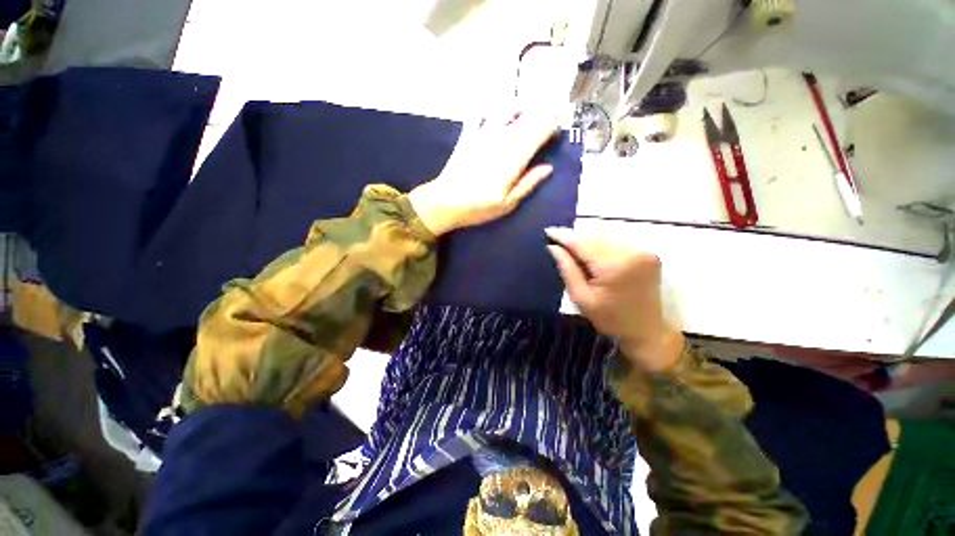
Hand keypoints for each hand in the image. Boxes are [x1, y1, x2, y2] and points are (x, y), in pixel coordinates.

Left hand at [407, 112, 558, 235]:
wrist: (445, 202)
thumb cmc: (479, 207)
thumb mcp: (508, 203)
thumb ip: (528, 183)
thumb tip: (548, 167)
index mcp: (514, 158)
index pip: (540, 131)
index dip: (552, 127)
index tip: (556, 131)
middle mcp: (502, 140)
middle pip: (527, 118)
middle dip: (541, 115)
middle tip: (547, 118)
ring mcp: (483, 135)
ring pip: (506, 111)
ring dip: (519, 109)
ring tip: (525, 112)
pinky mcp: (468, 136)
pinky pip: (480, 115)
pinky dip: (489, 112)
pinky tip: (492, 114)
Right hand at [545, 227, 683, 371]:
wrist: (647, 331)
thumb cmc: (610, 319)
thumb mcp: (581, 297)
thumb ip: (567, 268)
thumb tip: (552, 247)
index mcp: (614, 266)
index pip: (582, 242)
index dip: (563, 236)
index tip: (548, 232)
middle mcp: (632, 252)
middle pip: (594, 235)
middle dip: (575, 237)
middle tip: (558, 243)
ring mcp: (643, 251)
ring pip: (606, 235)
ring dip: (588, 239)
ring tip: (574, 249)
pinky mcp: (649, 253)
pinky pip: (618, 240)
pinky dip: (602, 243)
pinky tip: (593, 253)